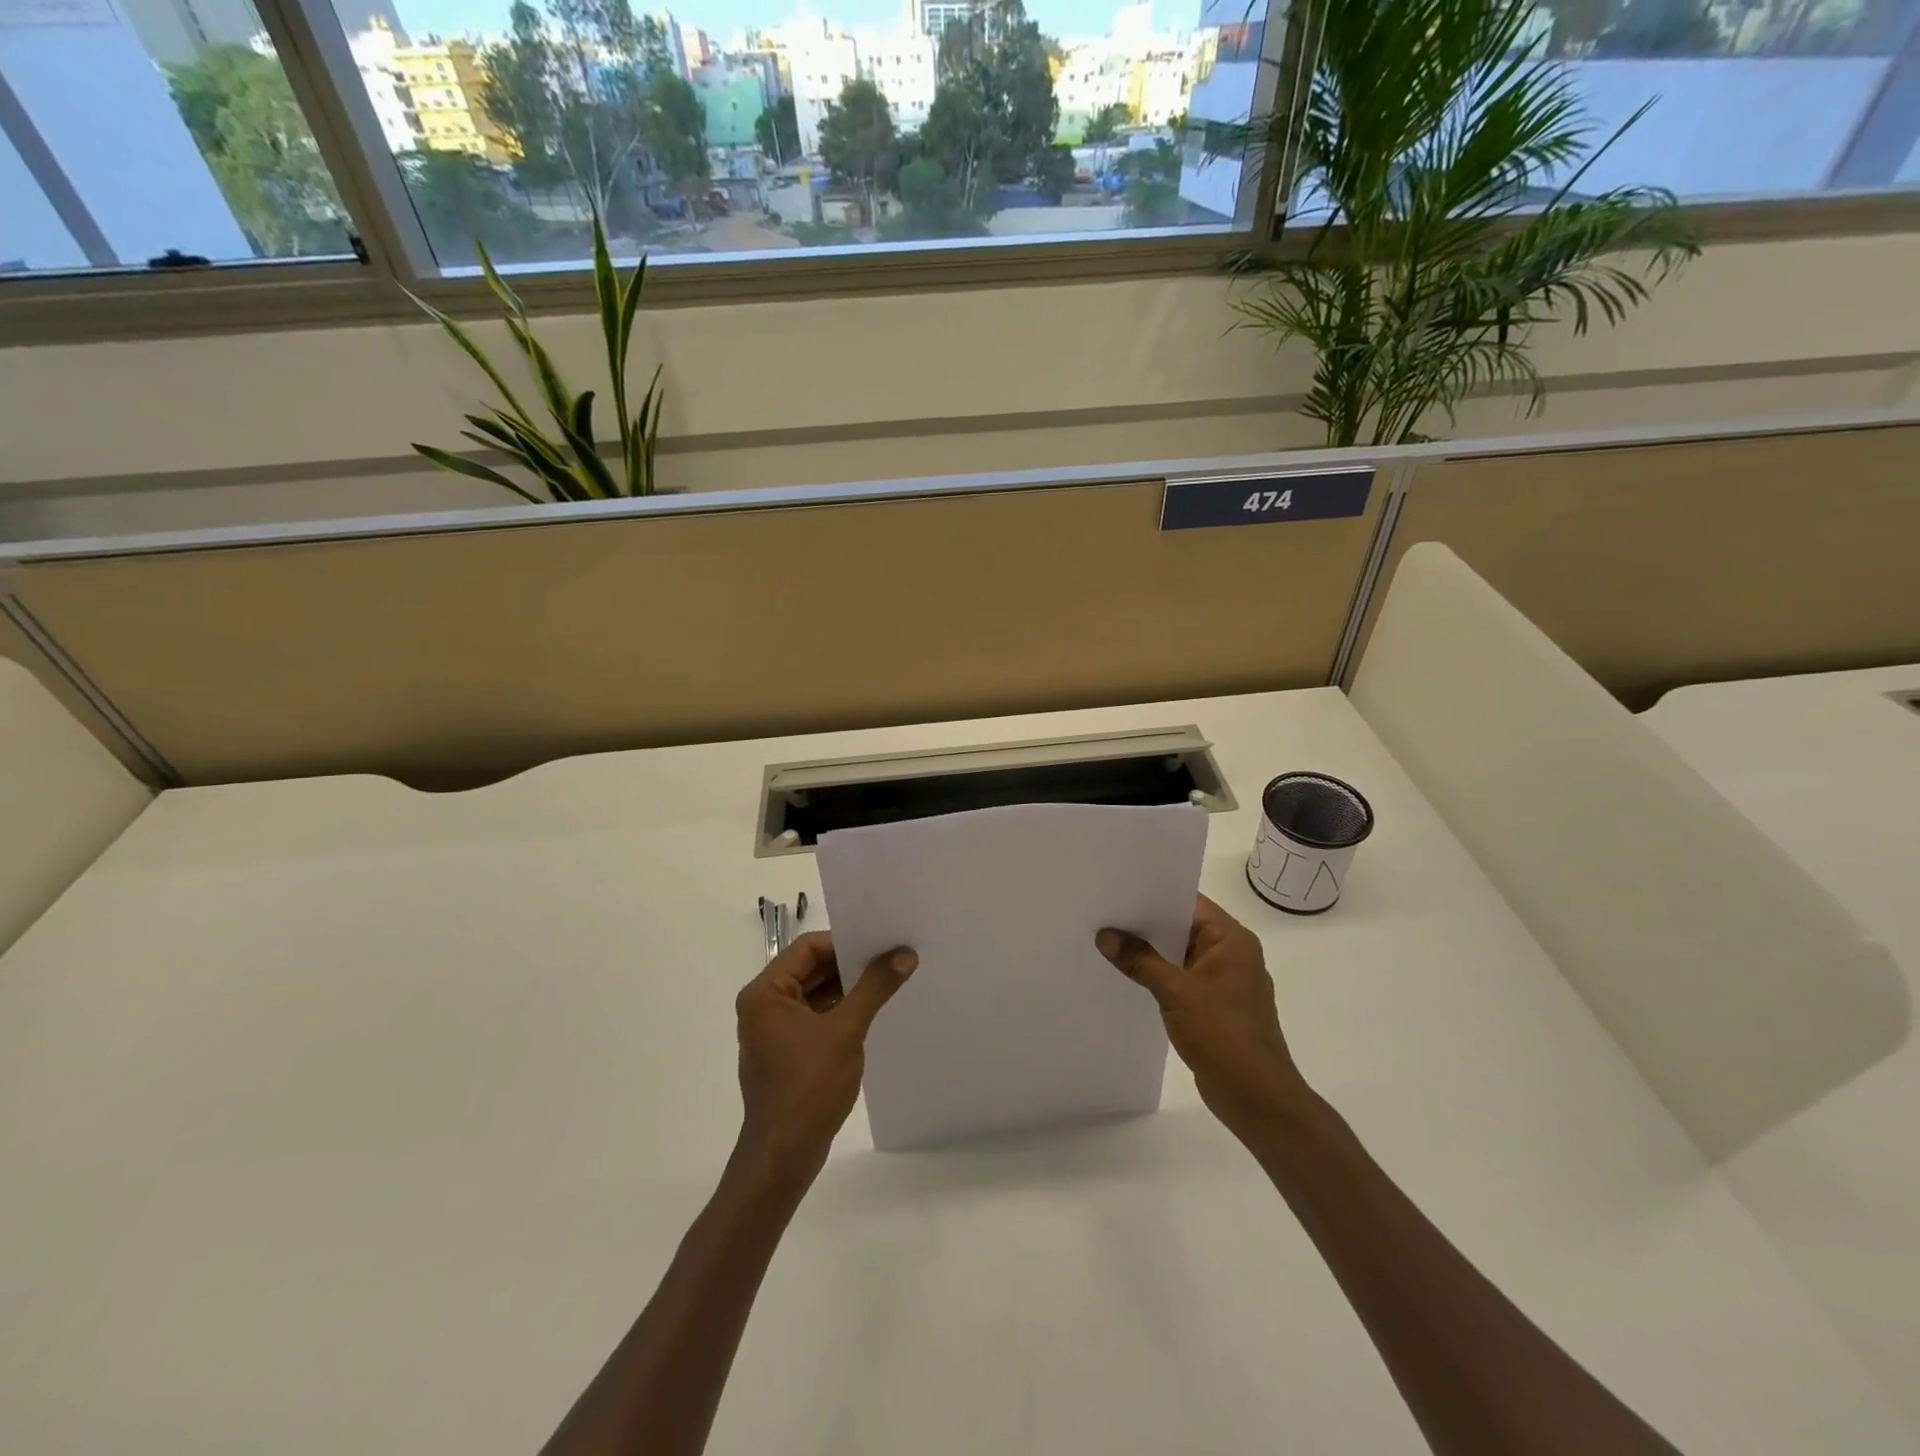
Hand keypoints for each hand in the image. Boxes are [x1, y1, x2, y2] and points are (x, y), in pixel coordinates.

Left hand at [733, 932, 916, 1184]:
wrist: (783, 1157)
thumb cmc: (807, 1087)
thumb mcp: (846, 1031)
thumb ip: (874, 987)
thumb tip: (904, 954)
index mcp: (765, 993)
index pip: (808, 948)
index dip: (845, 943)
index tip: (880, 945)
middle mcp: (764, 1005)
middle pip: (811, 968)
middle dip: (850, 964)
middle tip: (891, 959)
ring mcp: (774, 1030)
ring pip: (815, 993)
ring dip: (848, 988)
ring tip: (887, 982)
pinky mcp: (787, 1052)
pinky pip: (816, 1017)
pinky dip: (840, 1011)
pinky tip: (871, 1013)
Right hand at [1097, 895, 1308, 1141]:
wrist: (1257, 1098)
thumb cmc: (1223, 1034)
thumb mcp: (1176, 992)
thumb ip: (1140, 960)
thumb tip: (1105, 935)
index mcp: (1232, 940)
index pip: (1189, 903)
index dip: (1154, 894)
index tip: (1118, 890)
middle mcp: (1232, 954)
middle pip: (1183, 927)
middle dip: (1145, 924)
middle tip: (1103, 913)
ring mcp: (1224, 982)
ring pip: (1180, 955)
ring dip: (1150, 952)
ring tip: (1107, 941)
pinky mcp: (1215, 1007)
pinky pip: (1181, 979)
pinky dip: (1158, 976)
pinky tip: (1128, 976)